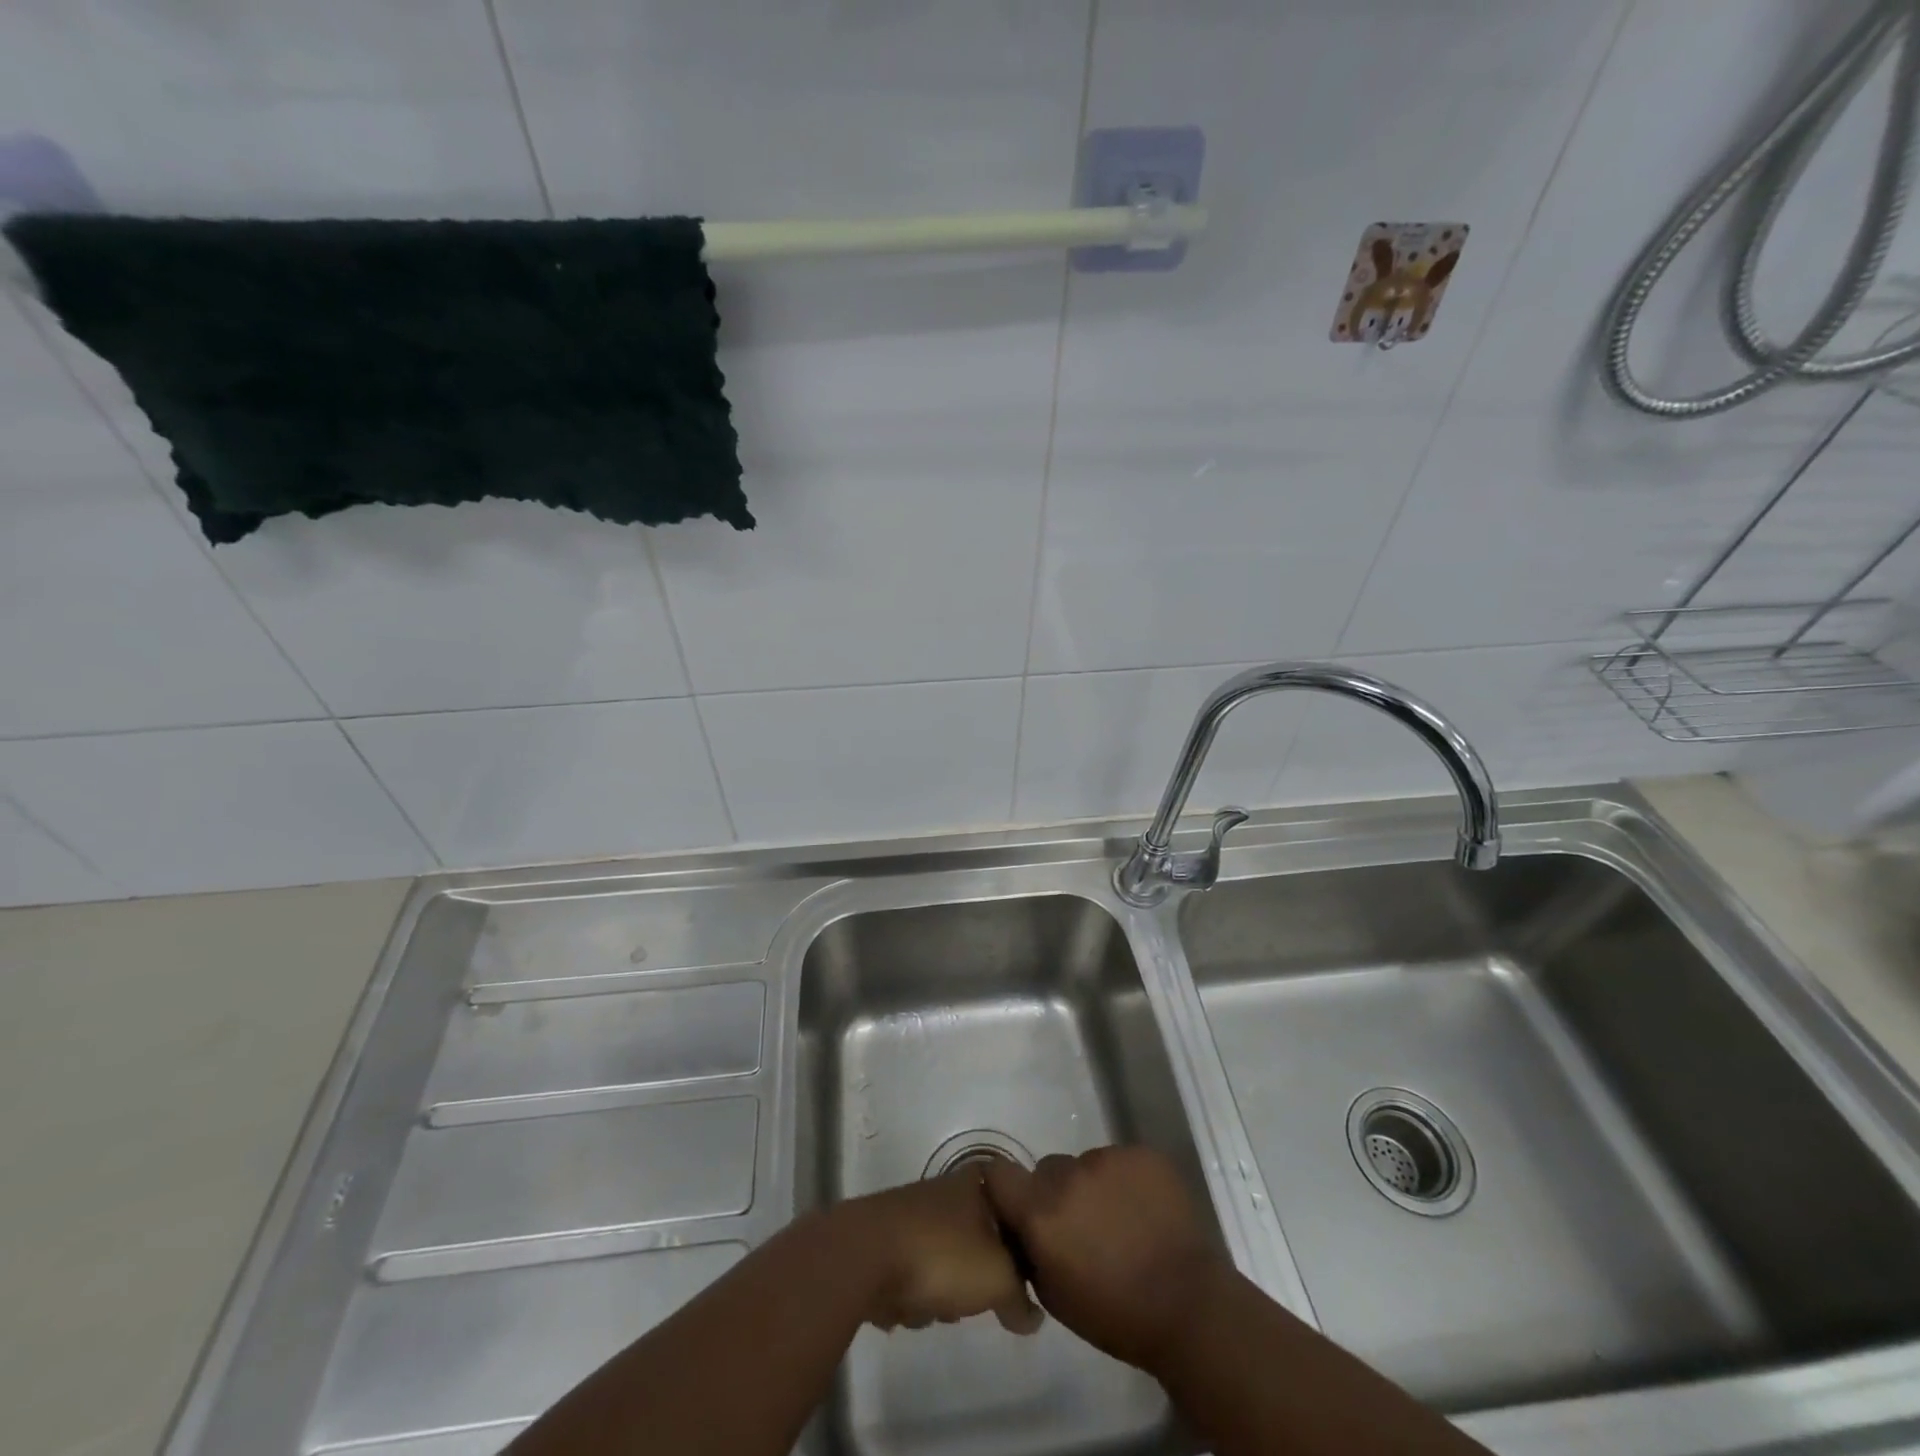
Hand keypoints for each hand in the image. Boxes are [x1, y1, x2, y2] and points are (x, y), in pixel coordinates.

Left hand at [841, 1164, 1043, 1334]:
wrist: (862, 1256)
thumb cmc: (941, 1255)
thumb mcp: (998, 1278)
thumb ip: (1022, 1297)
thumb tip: (1033, 1316)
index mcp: (973, 1183)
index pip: (1010, 1202)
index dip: (1017, 1239)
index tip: (1017, 1269)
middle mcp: (942, 1190)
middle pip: (978, 1238)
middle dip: (977, 1276)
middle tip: (976, 1296)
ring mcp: (910, 1215)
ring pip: (945, 1261)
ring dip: (944, 1293)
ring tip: (937, 1308)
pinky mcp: (883, 1242)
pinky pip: (912, 1275)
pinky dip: (913, 1296)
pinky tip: (906, 1309)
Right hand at [983, 1145, 1225, 1372]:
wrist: (1190, 1307)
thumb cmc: (1116, 1315)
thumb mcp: (1054, 1295)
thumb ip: (1030, 1250)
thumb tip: (1020, 1228)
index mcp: (1041, 1213)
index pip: (998, 1174)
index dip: (1003, 1186)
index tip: (1015, 1203)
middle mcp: (1068, 1175)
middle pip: (1048, 1169)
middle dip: (1057, 1193)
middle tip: (1082, 1225)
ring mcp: (1107, 1158)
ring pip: (1087, 1164)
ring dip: (1094, 1186)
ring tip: (1122, 1220)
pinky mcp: (1141, 1154)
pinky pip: (1121, 1160)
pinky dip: (1127, 1180)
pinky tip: (1145, 1210)